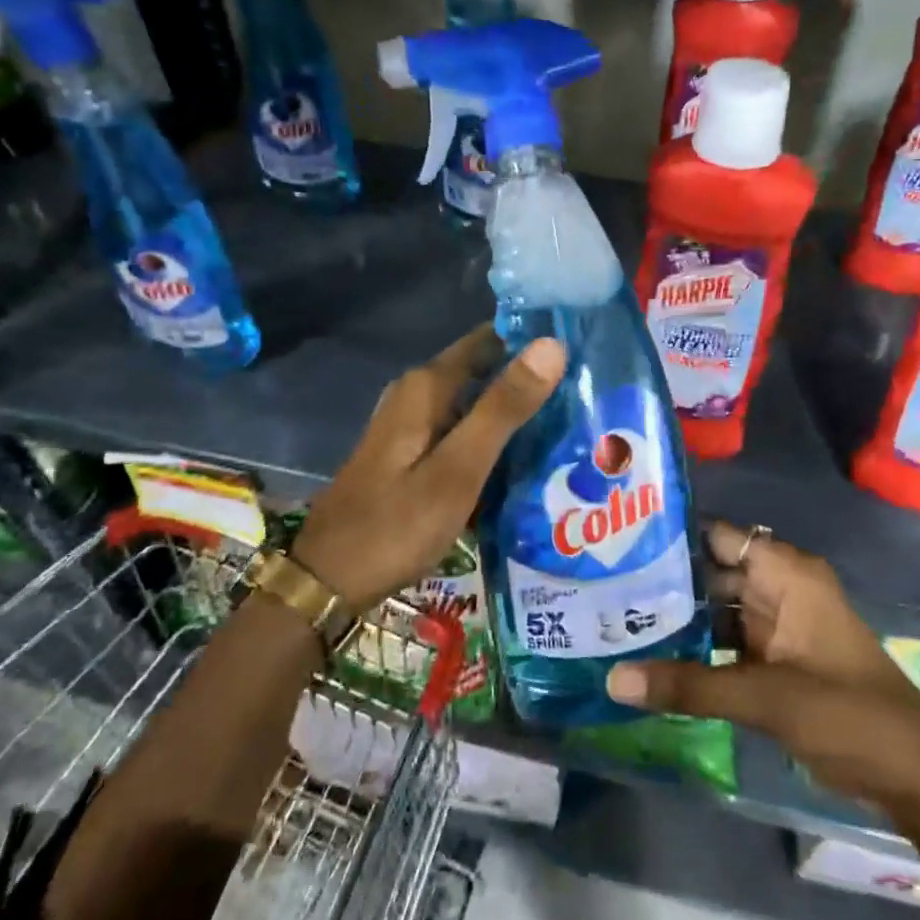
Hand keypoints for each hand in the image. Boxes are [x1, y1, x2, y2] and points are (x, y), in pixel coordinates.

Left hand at [292, 325, 564, 610]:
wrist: (330, 580)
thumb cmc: (397, 523)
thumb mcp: (459, 467)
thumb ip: (504, 407)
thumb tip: (553, 344)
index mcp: (427, 387)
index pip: (491, 339)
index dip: (534, 340)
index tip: (584, 350)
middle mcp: (418, 395)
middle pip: (485, 371)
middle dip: (531, 381)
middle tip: (589, 395)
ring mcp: (412, 426)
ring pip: (476, 405)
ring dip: (516, 413)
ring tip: (573, 424)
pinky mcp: (413, 454)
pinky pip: (464, 432)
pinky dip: (494, 440)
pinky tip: (528, 459)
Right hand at [607, 523, 919, 803]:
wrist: (913, 776)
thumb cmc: (848, 714)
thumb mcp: (765, 697)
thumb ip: (689, 686)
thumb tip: (613, 680)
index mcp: (787, 574)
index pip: (720, 536)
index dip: (674, 535)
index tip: (619, 541)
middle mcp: (780, 589)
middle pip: (713, 572)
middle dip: (665, 581)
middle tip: (603, 586)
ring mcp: (779, 626)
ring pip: (717, 610)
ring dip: (678, 618)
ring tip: (615, 620)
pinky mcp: (776, 660)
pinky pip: (727, 642)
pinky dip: (696, 649)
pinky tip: (652, 658)